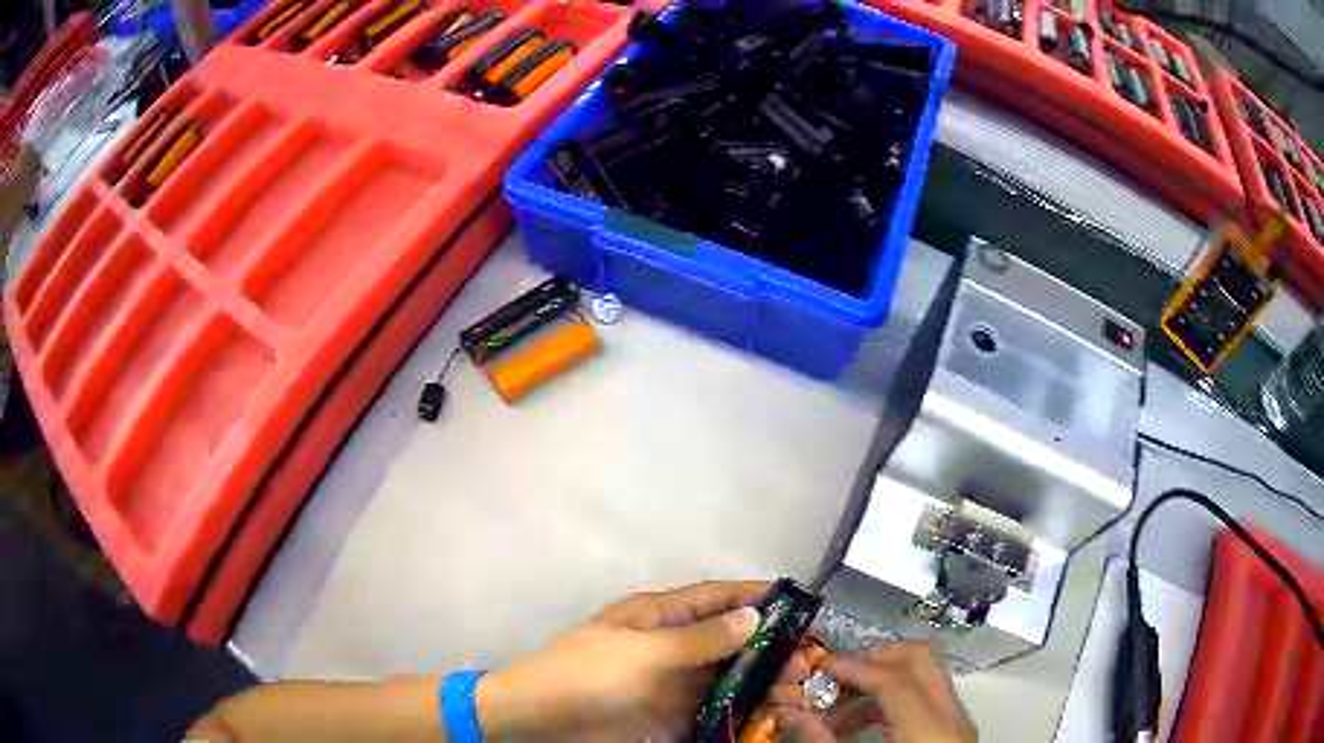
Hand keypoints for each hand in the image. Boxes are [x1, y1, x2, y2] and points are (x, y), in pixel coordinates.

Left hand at [475, 580, 809, 739]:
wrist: (541, 721)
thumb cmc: (588, 675)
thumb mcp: (644, 653)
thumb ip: (700, 640)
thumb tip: (753, 615)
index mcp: (659, 616)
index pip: (717, 597)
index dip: (757, 597)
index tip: (801, 604)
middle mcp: (672, 646)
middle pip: (730, 641)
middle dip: (769, 650)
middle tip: (807, 664)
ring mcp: (672, 682)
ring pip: (728, 677)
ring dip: (762, 683)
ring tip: (798, 694)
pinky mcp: (671, 714)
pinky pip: (714, 708)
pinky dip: (743, 711)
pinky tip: (769, 716)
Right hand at [778, 642, 976, 742]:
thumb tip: (793, 713)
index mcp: (928, 729)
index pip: (895, 681)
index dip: (856, 668)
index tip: (822, 666)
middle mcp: (951, 716)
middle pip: (923, 661)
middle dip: (879, 659)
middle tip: (840, 676)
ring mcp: (957, 722)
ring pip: (926, 677)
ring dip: (884, 682)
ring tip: (842, 710)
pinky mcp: (954, 731)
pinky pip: (928, 699)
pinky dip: (897, 700)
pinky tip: (864, 725)